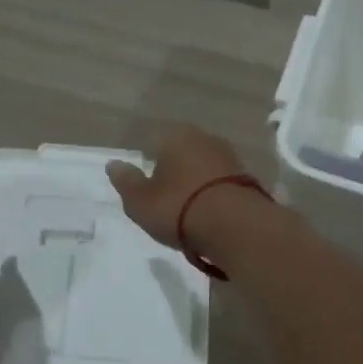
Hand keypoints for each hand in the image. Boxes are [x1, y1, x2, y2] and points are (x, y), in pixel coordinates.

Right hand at [106, 125, 247, 247]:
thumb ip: (125, 181)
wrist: (235, 227)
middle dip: (173, 172)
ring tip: (187, 212)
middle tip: (164, 201)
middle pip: (181, 154)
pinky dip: (212, 196)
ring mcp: (230, 157)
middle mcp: (205, 138)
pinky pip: (220, 185)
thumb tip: (114, 164)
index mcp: (175, 136)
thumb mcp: (139, 200)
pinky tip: (208, 215)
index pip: (154, 143)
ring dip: (195, 184)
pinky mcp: (248, 179)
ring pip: (202, 168)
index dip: (147, 165)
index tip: (145, 189)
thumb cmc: (178, 208)